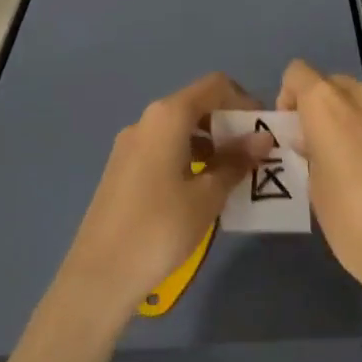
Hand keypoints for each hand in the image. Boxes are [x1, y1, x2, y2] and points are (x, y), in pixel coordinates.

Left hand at [60, 73, 272, 319]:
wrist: (98, 275)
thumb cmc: (160, 228)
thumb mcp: (207, 196)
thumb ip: (236, 161)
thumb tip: (263, 138)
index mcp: (167, 117)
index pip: (214, 86)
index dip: (244, 101)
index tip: (262, 131)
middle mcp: (146, 121)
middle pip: (196, 105)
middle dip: (229, 125)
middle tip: (253, 157)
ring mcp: (130, 145)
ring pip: (180, 129)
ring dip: (211, 144)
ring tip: (233, 177)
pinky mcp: (122, 169)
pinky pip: (164, 149)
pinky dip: (189, 158)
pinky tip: (201, 191)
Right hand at [278, 60, 361, 336]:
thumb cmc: (356, 223)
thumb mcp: (315, 192)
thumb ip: (310, 156)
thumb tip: (312, 143)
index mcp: (329, 105)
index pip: (298, 73)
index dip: (288, 98)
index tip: (292, 134)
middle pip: (334, 85)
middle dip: (322, 110)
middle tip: (319, 151)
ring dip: (353, 124)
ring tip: (353, 169)